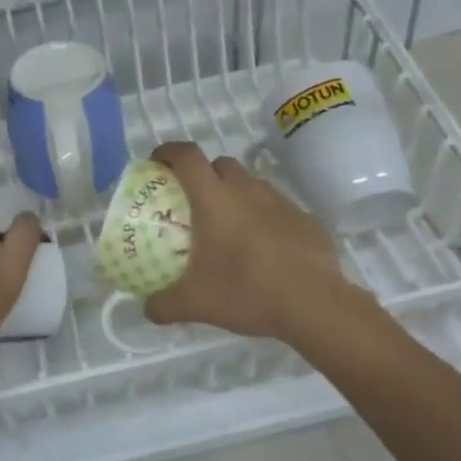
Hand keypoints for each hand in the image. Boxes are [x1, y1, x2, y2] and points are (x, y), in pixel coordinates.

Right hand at [144, 140, 350, 342]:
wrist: (313, 304)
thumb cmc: (246, 291)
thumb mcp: (195, 303)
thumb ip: (163, 304)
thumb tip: (147, 308)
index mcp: (214, 198)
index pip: (187, 156)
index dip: (168, 151)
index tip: (157, 162)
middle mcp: (247, 189)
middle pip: (220, 164)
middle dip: (205, 174)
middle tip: (195, 203)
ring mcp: (280, 202)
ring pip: (251, 185)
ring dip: (237, 195)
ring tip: (231, 228)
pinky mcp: (306, 219)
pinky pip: (278, 209)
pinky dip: (266, 219)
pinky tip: (266, 249)